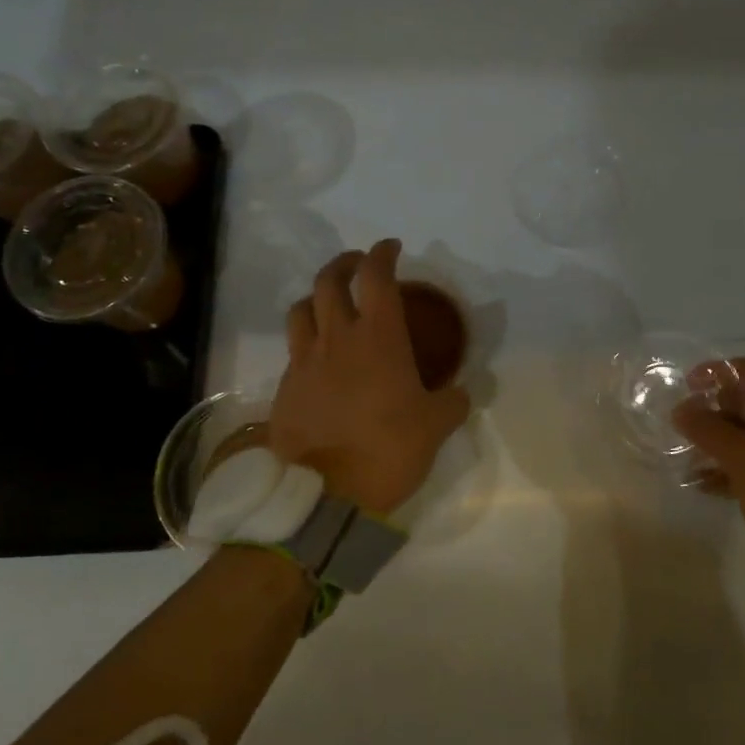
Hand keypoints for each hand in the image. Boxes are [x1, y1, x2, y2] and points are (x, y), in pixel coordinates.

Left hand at [270, 239, 471, 515]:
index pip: (376, 276)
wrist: (326, 496)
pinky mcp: (285, 389)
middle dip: (344, 264)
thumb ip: (452, 400)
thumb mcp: (436, 426)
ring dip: (316, 298)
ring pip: (301, 309)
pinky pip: (293, 351)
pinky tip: (319, 361)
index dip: (382, 253)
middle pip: (328, 280)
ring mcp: (305, 362)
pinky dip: (306, 342)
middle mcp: (337, 338)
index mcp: (378, 336)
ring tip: (329, 305)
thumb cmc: (389, 451)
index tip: (391, 247)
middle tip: (358, 266)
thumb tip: (459, 391)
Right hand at [673, 358, 744, 605]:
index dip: (714, 374)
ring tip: (685, 457)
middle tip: (682, 428)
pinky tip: (701, 484)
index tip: (684, 389)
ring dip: (716, 443)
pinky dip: (728, 468)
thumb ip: (706, 428)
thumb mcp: (741, 457)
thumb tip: (680, 409)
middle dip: (712, 412)